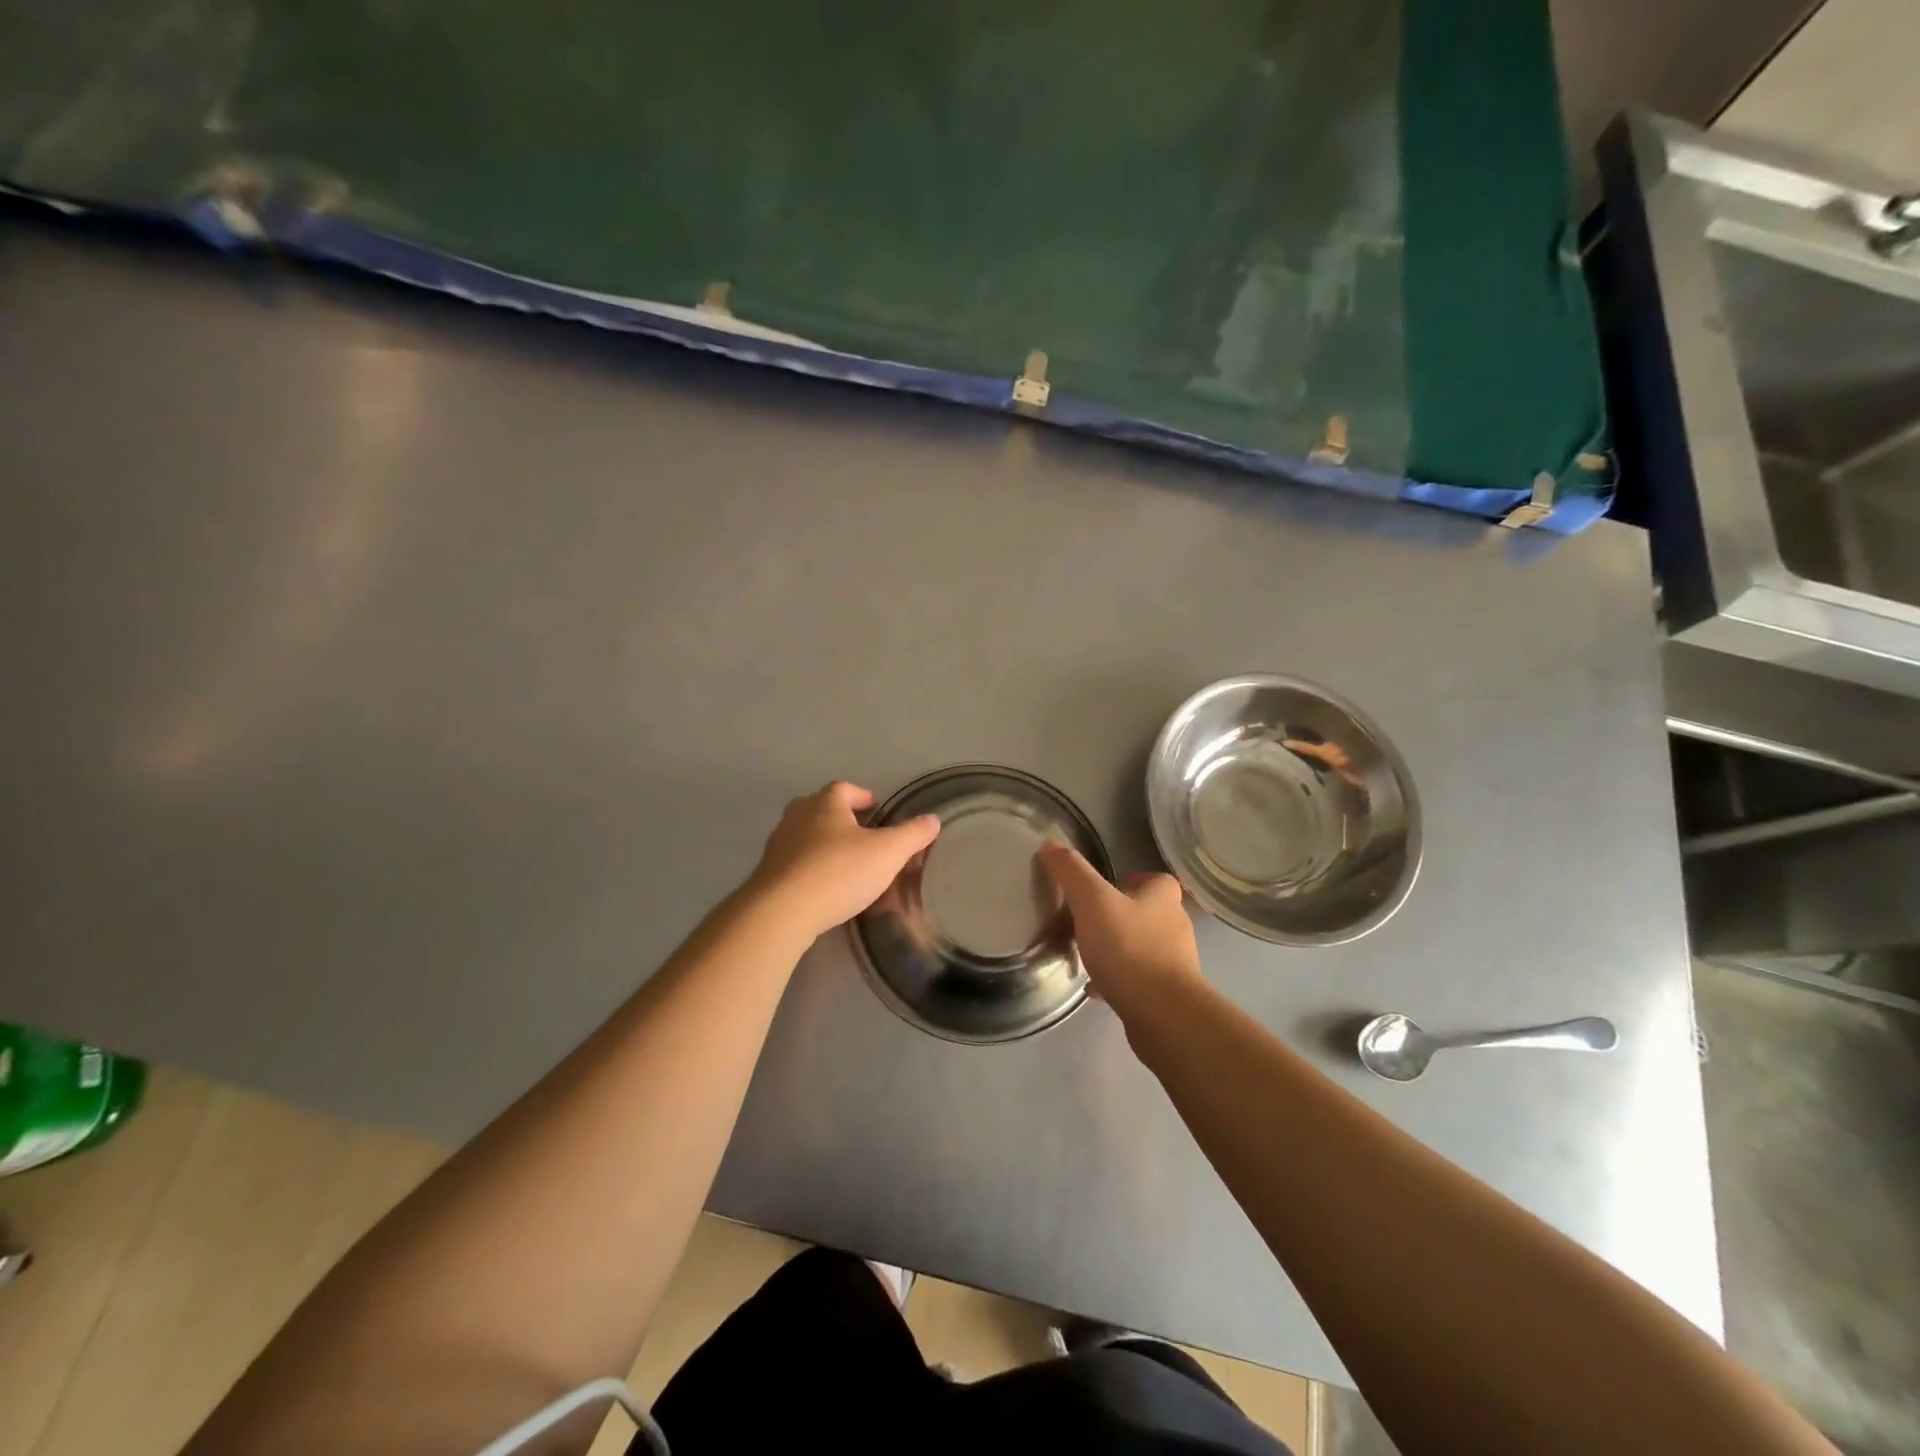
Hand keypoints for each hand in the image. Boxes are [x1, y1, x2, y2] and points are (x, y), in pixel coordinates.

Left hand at [746, 782, 940, 941]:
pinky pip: (794, 862)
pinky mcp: (767, 873)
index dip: (862, 796)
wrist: (781, 911)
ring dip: (824, 843)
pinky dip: (810, 867)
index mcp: (825, 803)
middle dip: (841, 817)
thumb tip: (933, 819)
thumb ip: (912, 835)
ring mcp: (778, 844)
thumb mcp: (888, 853)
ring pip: (805, 835)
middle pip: (821, 807)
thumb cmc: (839, 872)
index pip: (845, 788)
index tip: (876, 808)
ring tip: (846, 862)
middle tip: (862, 834)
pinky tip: (824, 886)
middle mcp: (797, 816)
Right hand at [1038, 843, 1202, 1023]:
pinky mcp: (1167, 994)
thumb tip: (1049, 844)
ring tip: (1085, 955)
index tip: (1102, 889)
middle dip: (1118, 915)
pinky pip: (1138, 979)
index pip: (1155, 879)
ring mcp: (1174, 962)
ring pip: (1141, 947)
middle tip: (1084, 921)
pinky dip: (1117, 979)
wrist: (1163, 1014)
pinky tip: (1094, 988)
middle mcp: (1174, 925)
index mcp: (1163, 897)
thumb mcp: (1092, 901)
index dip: (1131, 879)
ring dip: (1117, 949)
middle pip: (1146, 912)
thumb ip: (1071, 872)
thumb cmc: (1129, 948)